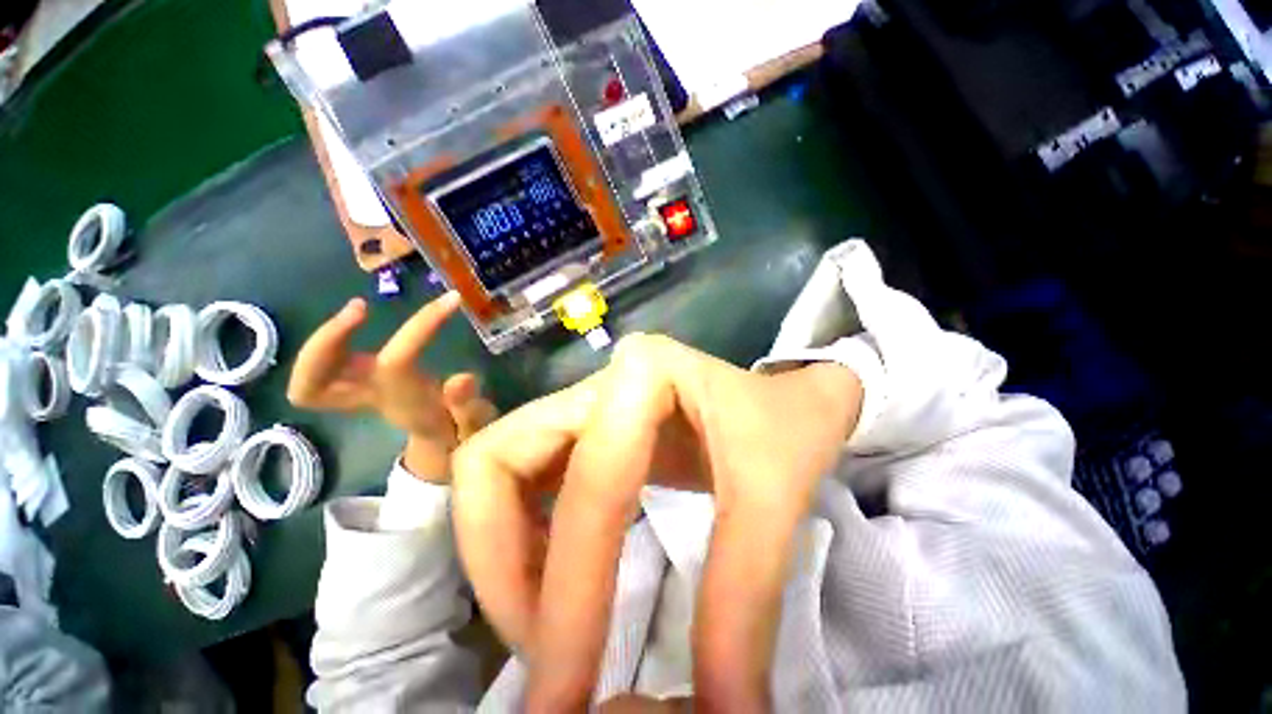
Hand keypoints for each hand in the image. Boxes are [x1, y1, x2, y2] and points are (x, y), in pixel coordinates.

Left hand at [288, 292, 496, 480]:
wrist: (444, 443)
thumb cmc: (460, 432)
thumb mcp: (474, 422)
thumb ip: (468, 406)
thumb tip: (463, 378)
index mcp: (404, 405)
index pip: (398, 363)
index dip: (421, 327)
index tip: (452, 301)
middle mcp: (373, 399)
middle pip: (314, 387)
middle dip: (326, 344)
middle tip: (360, 307)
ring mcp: (361, 392)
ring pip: (308, 379)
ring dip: (321, 341)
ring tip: (358, 310)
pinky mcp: (360, 383)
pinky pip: (320, 372)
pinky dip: (325, 347)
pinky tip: (353, 325)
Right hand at [452, 334, 862, 710]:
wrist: (789, 397)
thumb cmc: (791, 427)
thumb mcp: (775, 501)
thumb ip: (741, 604)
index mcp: (643, 374)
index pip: (586, 487)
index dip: (567, 595)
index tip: (562, 699)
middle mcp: (599, 380)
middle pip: (496, 462)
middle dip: (498, 562)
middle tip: (540, 649)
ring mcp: (587, 399)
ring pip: (498, 470)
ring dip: (503, 552)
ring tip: (546, 623)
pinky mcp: (588, 426)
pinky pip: (524, 480)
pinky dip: (523, 536)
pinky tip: (561, 580)